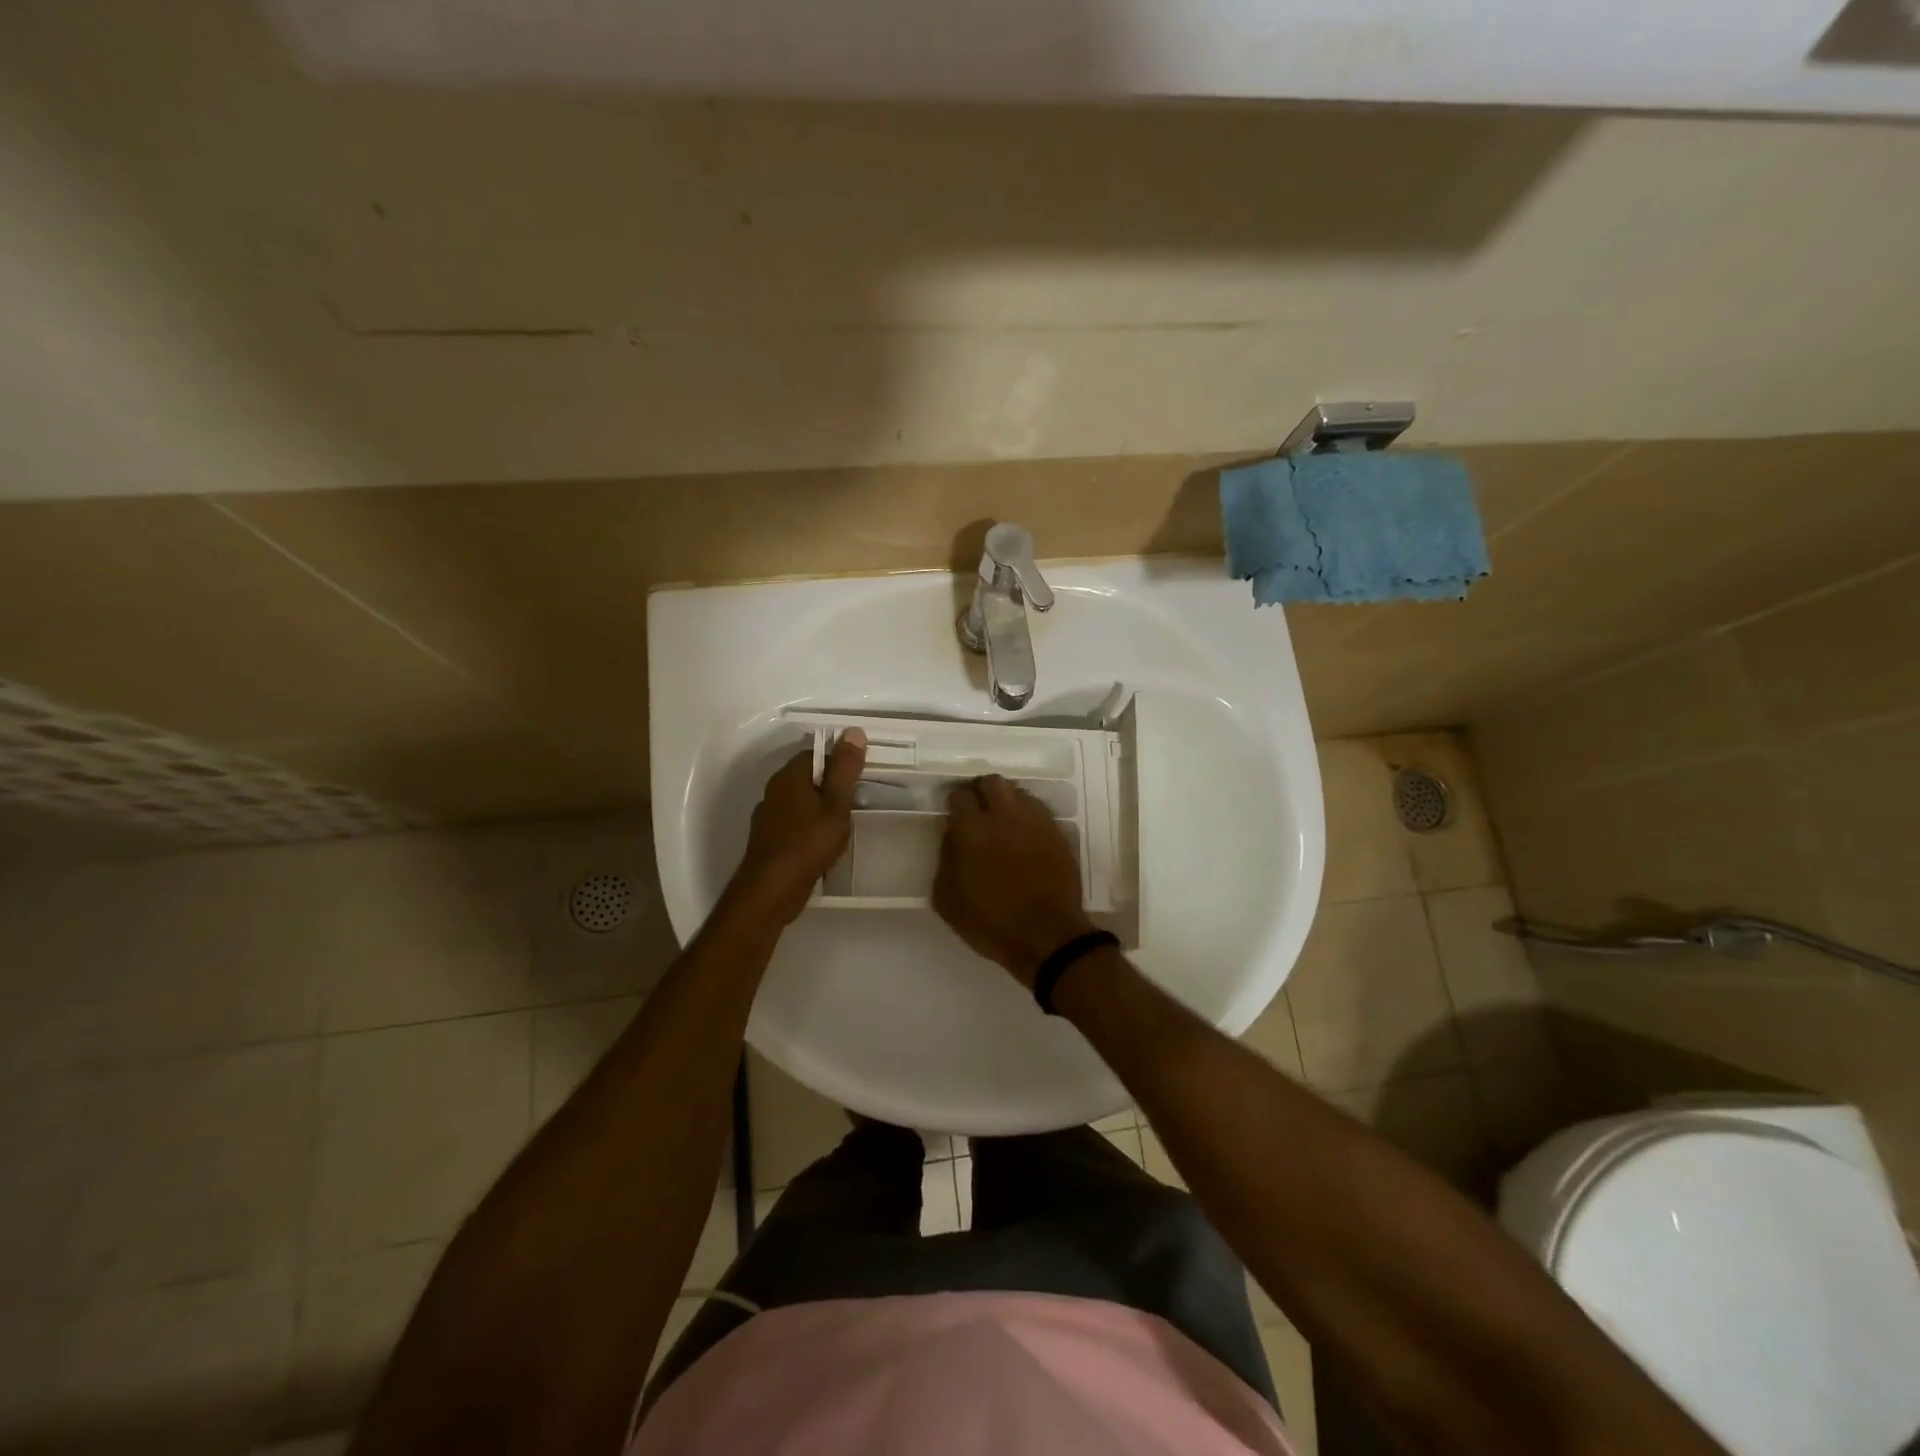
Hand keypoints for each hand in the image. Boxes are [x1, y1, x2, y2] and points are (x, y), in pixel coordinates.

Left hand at [733, 729, 866, 924]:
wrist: (772, 890)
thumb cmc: (808, 843)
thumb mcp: (836, 804)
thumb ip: (845, 769)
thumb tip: (853, 731)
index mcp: (788, 777)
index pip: (815, 754)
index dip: (839, 762)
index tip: (859, 778)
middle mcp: (773, 792)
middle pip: (807, 778)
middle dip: (830, 787)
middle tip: (856, 801)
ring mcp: (768, 818)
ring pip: (800, 803)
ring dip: (820, 809)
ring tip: (844, 824)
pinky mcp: (769, 841)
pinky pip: (794, 825)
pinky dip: (809, 829)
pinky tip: (824, 845)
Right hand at [932, 774, 1095, 987]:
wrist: (1047, 938)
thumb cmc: (991, 923)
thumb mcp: (948, 900)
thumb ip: (944, 860)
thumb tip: (950, 836)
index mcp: (972, 830)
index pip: (959, 795)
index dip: (954, 801)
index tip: (953, 813)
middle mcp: (1004, 816)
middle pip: (991, 782)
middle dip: (981, 791)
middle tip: (978, 810)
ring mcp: (1035, 822)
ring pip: (1017, 791)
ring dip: (1006, 800)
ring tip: (1002, 821)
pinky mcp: (1057, 832)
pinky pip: (1038, 809)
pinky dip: (1027, 815)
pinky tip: (1024, 834)